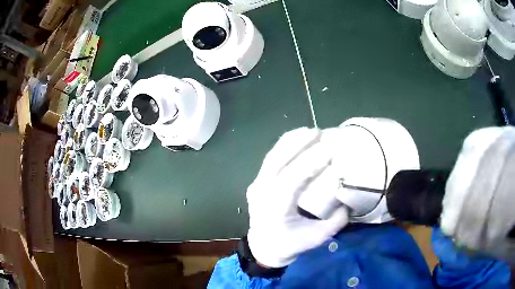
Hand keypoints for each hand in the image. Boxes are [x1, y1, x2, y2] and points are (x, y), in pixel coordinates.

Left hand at [246, 127, 348, 267]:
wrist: (263, 248)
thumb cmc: (290, 245)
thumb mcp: (317, 238)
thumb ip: (336, 220)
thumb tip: (348, 200)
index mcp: (275, 208)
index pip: (292, 179)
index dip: (311, 161)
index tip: (329, 148)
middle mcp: (261, 192)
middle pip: (277, 161)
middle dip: (298, 143)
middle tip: (319, 131)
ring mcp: (256, 185)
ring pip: (272, 157)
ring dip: (290, 141)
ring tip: (309, 131)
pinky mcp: (257, 182)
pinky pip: (270, 160)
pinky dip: (283, 147)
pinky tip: (296, 140)